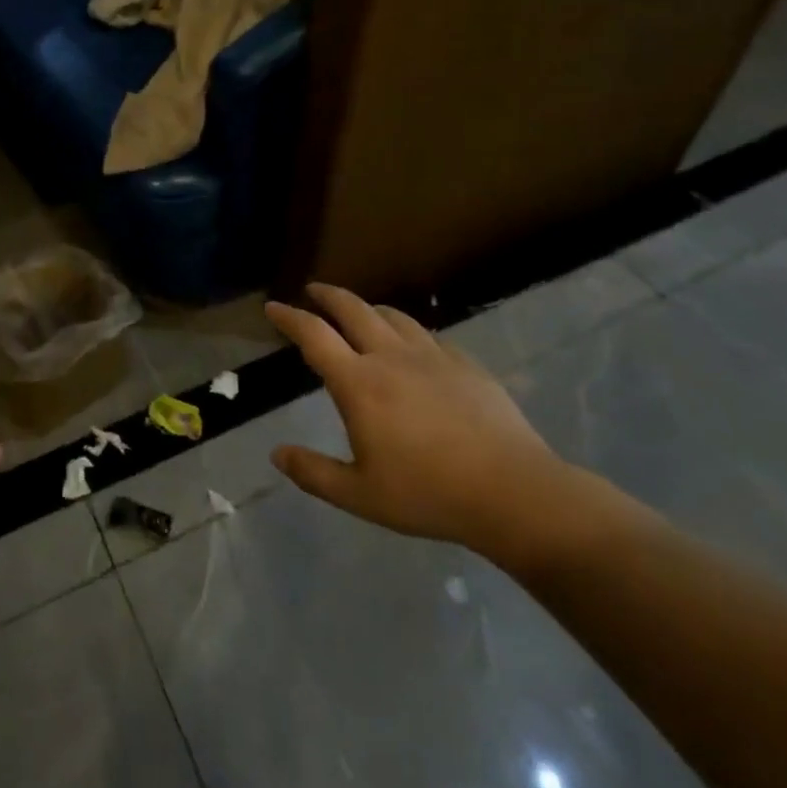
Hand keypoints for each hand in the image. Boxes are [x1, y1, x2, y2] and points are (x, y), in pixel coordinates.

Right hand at [266, 283, 582, 565]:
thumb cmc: (429, 495)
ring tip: (359, 313)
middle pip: (352, 309)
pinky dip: (406, 331)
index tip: (273, 307)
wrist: (513, 492)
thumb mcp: (360, 496)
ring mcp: (431, 356)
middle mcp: (390, 357)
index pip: (314, 335)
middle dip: (327, 295)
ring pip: (391, 316)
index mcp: (359, 383)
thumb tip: (277, 454)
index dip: (289, 317)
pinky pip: (426, 335)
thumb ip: (313, 473)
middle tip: (313, 291)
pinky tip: (411, 347)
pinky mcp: (464, 363)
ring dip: (367, 308)